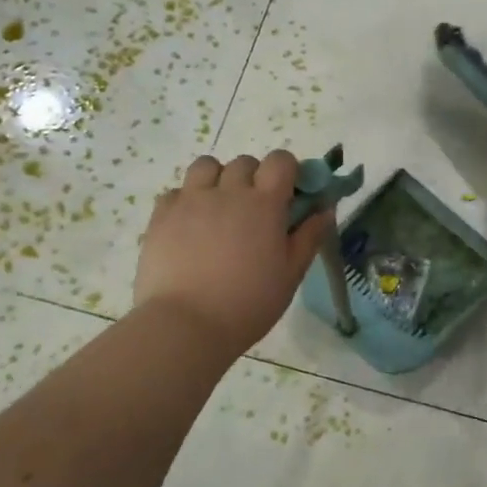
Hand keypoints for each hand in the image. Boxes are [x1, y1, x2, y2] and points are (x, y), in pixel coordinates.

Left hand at [133, 150, 329, 357]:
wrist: (186, 325)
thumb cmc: (249, 302)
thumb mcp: (291, 274)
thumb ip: (309, 237)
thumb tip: (325, 209)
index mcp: (264, 203)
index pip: (280, 161)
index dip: (287, 171)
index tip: (289, 193)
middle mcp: (228, 192)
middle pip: (244, 162)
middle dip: (254, 177)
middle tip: (255, 210)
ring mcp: (191, 201)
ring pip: (206, 167)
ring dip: (217, 179)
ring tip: (219, 208)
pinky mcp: (161, 216)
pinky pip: (176, 192)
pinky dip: (186, 201)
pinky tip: (190, 227)